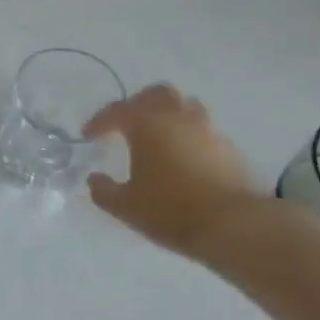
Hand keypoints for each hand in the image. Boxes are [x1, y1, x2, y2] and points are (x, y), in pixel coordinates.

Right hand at [84, 84, 265, 259]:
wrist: (230, 225)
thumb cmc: (168, 209)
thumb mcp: (124, 205)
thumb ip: (103, 190)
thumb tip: (95, 179)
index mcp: (147, 125)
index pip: (118, 111)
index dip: (100, 121)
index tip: (89, 136)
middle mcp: (178, 118)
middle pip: (157, 94)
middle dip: (138, 103)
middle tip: (127, 123)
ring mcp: (207, 130)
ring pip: (185, 107)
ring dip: (168, 115)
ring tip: (157, 137)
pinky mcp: (227, 148)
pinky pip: (202, 131)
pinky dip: (187, 136)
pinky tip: (181, 158)